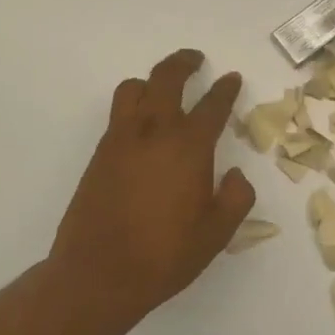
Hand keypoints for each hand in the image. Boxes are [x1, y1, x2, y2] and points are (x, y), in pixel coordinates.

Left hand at [44, 49, 254, 334]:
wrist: (98, 275)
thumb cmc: (165, 255)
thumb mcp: (218, 232)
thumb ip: (237, 197)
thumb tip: (236, 175)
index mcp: (188, 148)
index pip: (212, 106)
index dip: (225, 89)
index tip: (231, 78)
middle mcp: (153, 134)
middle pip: (166, 79)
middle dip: (184, 63)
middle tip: (197, 60)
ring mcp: (120, 142)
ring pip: (133, 90)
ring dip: (152, 80)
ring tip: (163, 88)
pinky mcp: (99, 156)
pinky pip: (118, 115)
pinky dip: (134, 106)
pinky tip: (144, 127)